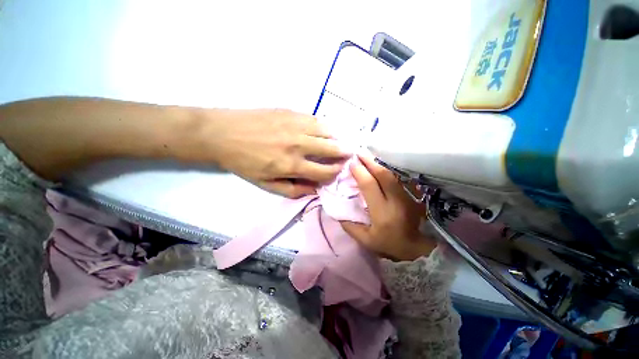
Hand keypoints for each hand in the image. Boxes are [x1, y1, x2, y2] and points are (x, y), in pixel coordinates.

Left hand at [196, 109, 349, 197]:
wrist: (221, 133)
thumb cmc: (243, 162)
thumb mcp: (265, 185)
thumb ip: (292, 190)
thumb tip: (314, 189)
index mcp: (291, 165)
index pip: (324, 171)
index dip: (335, 173)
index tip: (338, 171)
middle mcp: (298, 145)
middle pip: (331, 149)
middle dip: (344, 154)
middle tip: (348, 154)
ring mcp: (295, 125)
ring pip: (327, 131)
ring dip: (336, 138)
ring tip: (338, 142)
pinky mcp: (291, 112)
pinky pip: (316, 119)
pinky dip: (324, 126)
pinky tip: (323, 130)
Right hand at [340, 154, 435, 260]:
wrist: (415, 248)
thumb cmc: (388, 244)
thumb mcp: (365, 240)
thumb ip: (350, 226)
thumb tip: (337, 210)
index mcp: (382, 213)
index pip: (369, 186)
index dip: (360, 172)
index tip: (351, 164)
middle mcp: (395, 201)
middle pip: (383, 175)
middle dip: (370, 161)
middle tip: (359, 152)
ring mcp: (406, 196)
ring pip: (392, 174)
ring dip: (378, 163)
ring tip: (367, 155)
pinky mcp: (411, 195)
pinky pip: (397, 178)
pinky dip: (387, 169)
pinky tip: (379, 164)